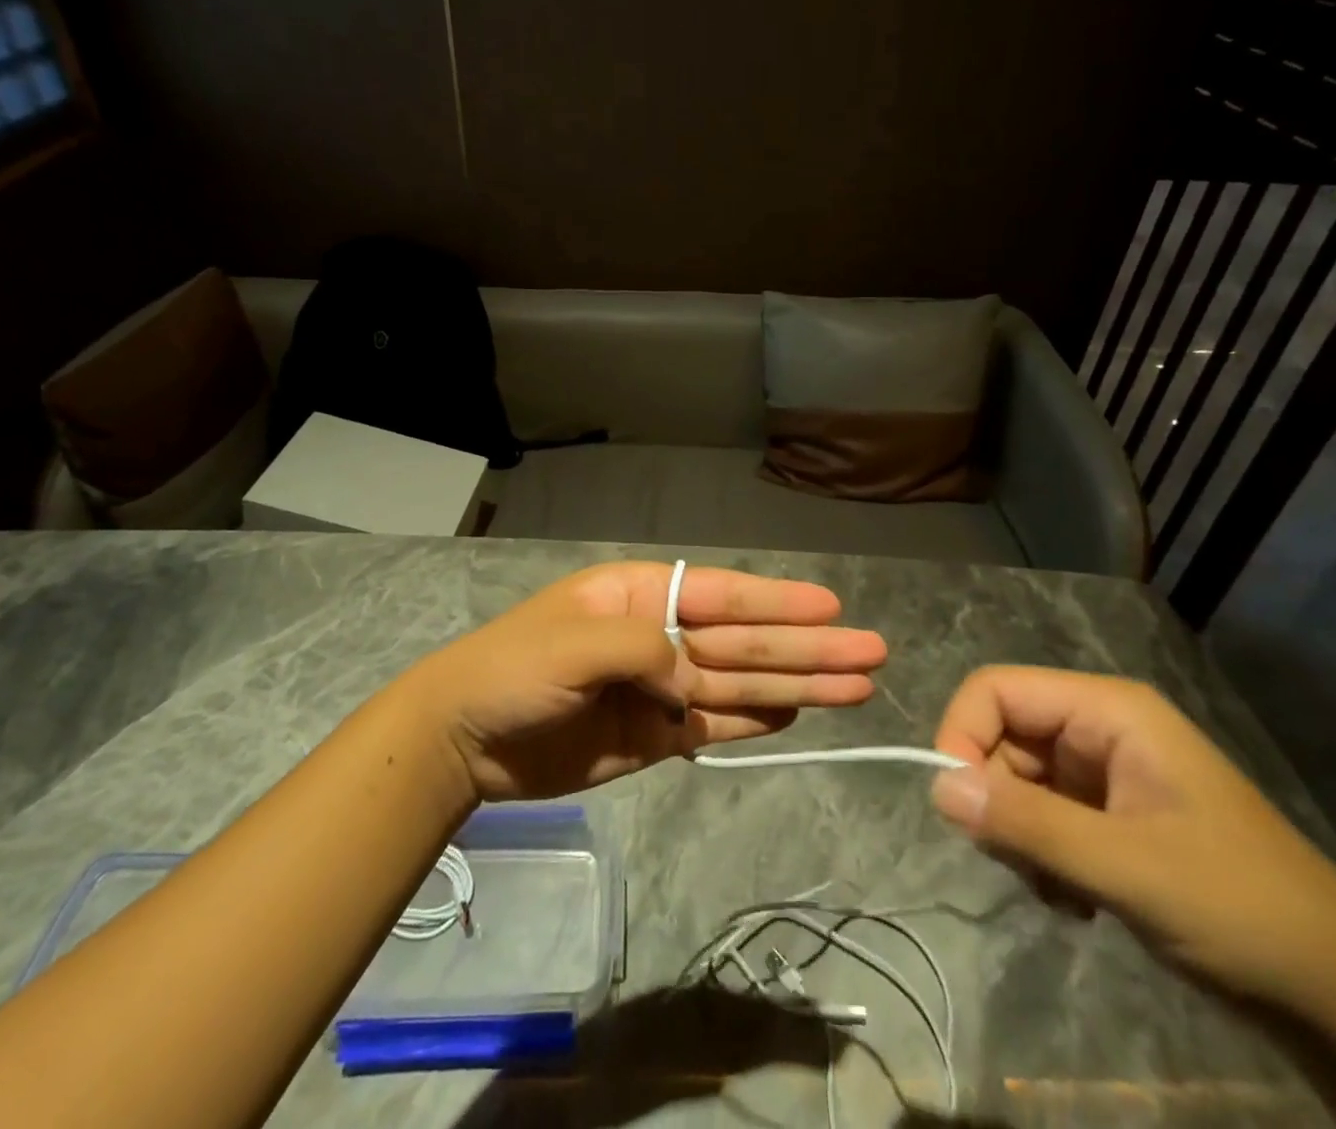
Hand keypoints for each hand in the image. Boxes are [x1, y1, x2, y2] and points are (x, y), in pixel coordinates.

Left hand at [410, 562, 886, 800]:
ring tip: (854, 688)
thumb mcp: (573, 644)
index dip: (778, 602)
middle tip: (871, 653)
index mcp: (641, 597)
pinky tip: (796, 715)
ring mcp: (661, 688)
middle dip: (807, 647)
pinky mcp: (655, 735)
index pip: (723, 595)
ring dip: (797, 685)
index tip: (832, 608)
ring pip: (740, 684)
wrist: (464, 739)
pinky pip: (714, 726)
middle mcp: (661, 636)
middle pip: (744, 641)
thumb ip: (644, 651)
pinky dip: (754, 722)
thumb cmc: (513, 670)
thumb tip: (696, 679)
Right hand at [928, 666, 1335, 1015]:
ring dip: (1019, 836)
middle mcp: (1100, 728)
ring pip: (1016, 780)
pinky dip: (1041, 857)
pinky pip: (1042, 816)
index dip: (962, 734)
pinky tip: (1076, 901)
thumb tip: (936, 786)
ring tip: (1061, 892)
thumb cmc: (1241, 909)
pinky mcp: (1111, 816)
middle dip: (996, 799)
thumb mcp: (1128, 867)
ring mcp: (1106, 773)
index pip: (996, 689)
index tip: (955, 805)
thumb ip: (1027, 822)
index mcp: (1108, 710)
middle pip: (1002, 736)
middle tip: (1020, 865)